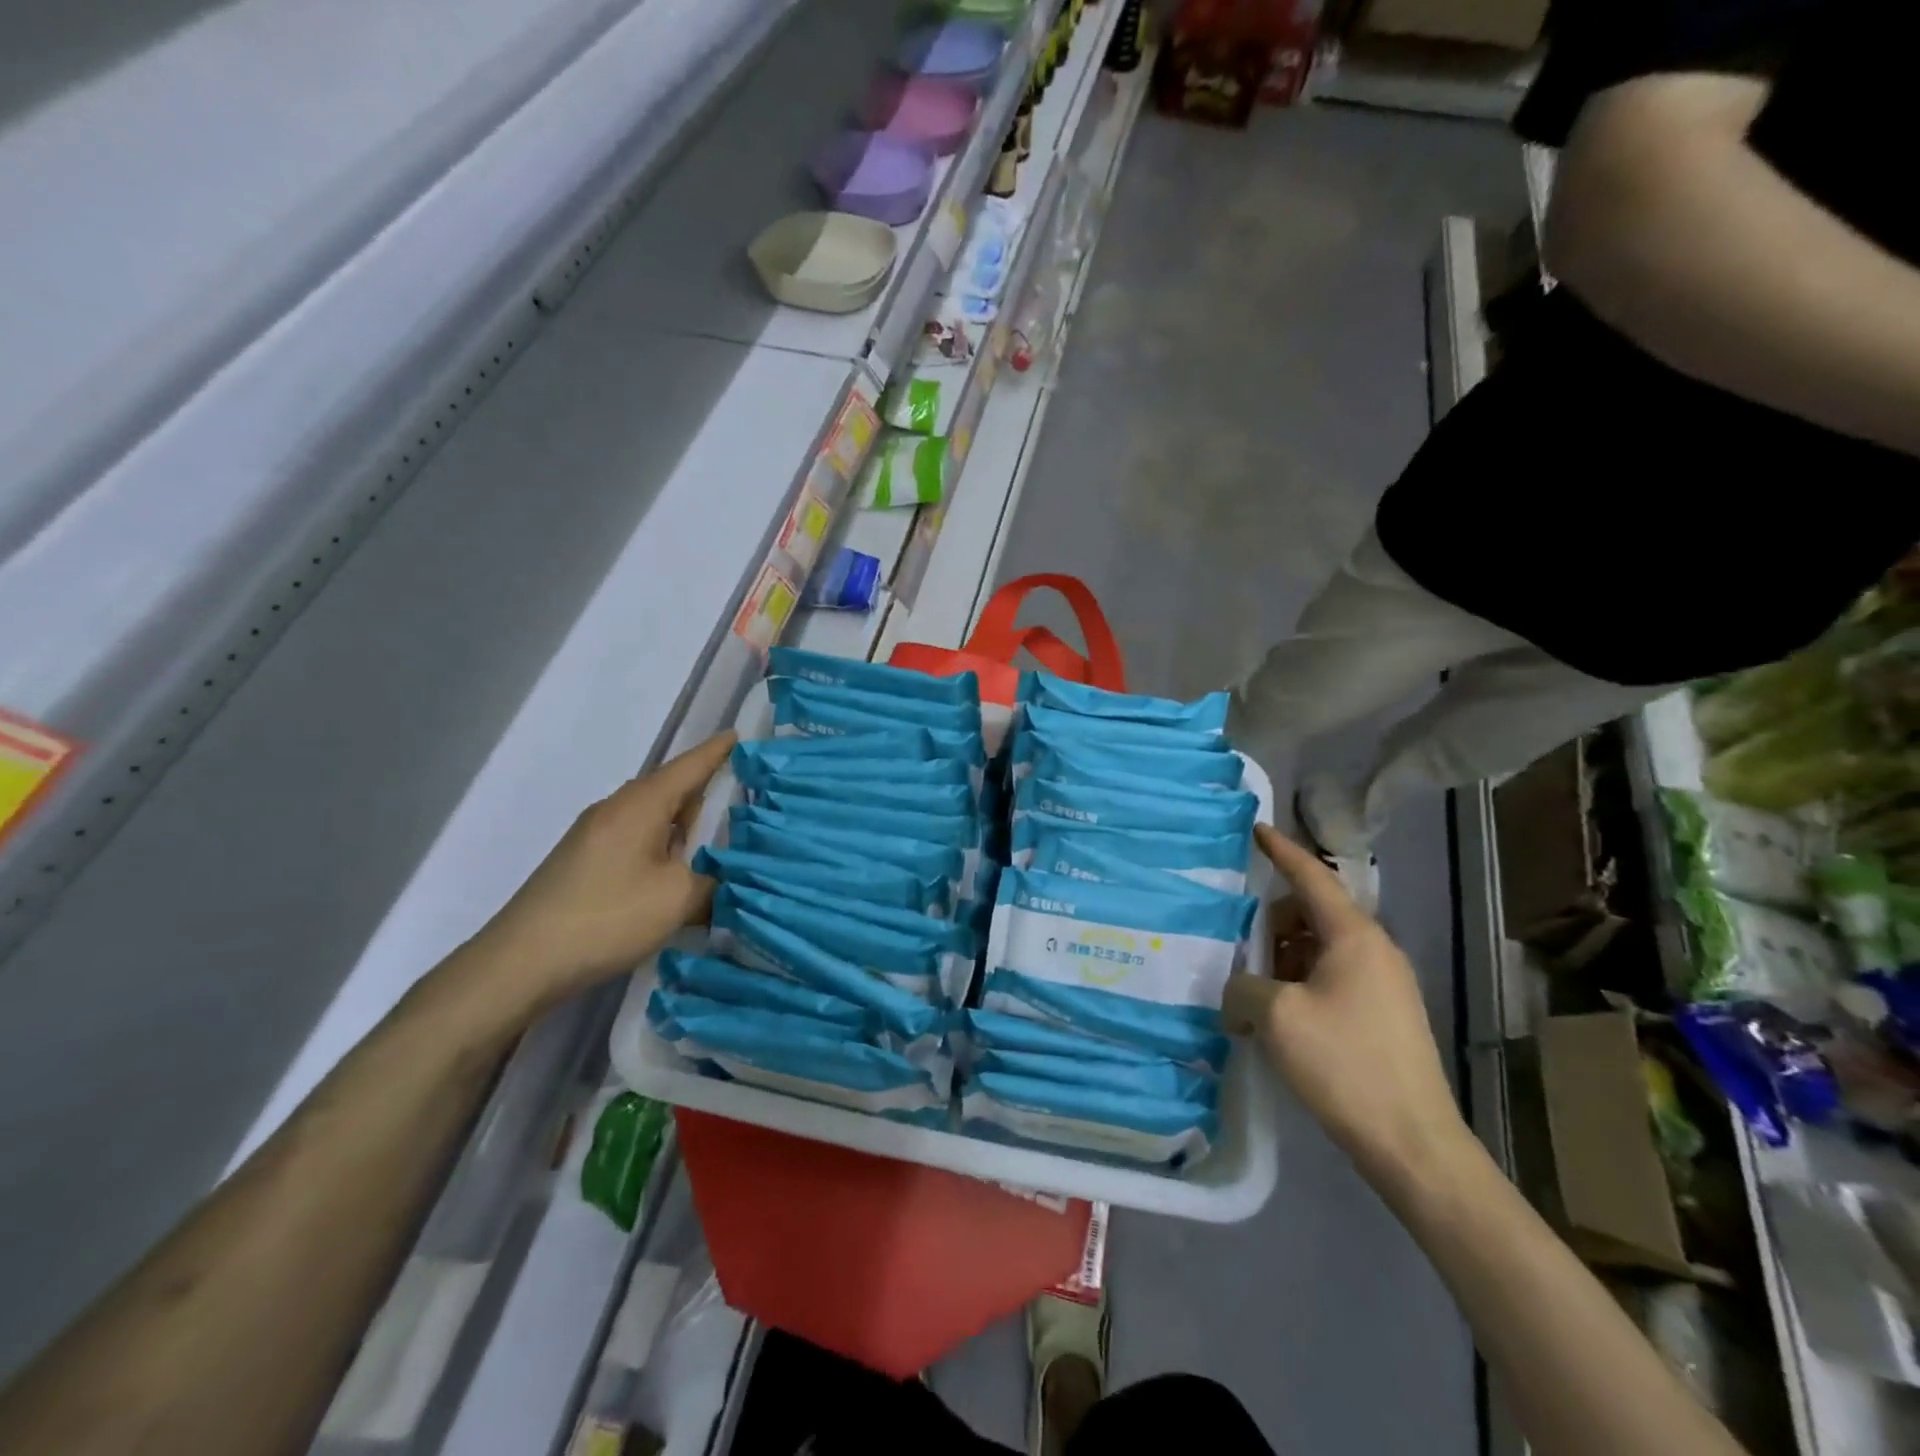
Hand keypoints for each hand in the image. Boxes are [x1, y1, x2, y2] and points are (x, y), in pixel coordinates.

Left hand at [460, 731, 735, 1013]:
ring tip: (714, 846)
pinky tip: (672, 877)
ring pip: (651, 817)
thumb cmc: (608, 915)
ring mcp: (594, 835)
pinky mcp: (582, 862)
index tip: (739, 736)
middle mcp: (615, 809)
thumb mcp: (678, 898)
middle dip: (704, 793)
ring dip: (681, 827)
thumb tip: (720, 879)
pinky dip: (660, 847)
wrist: (522, 961)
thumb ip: (712, 881)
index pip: (689, 766)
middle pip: (669, 790)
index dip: (717, 752)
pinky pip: (634, 839)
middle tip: (741, 803)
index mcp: (641, 804)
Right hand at [1222, 824, 1471, 1186]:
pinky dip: (1300, 982)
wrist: (1413, 1143)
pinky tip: (1278, 1016)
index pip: (1312, 877)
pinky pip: (1332, 978)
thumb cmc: (1345, 1064)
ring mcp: (1384, 985)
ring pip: (1320, 948)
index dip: (1282, 851)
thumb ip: (1243, 986)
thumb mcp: (1276, 1017)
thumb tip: (1239, 990)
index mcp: (1354, 937)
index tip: (1257, 829)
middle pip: (1312, 913)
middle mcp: (1374, 951)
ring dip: (1283, 957)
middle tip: (1237, 945)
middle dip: (1272, 922)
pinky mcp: (1383, 1016)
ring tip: (1253, 989)